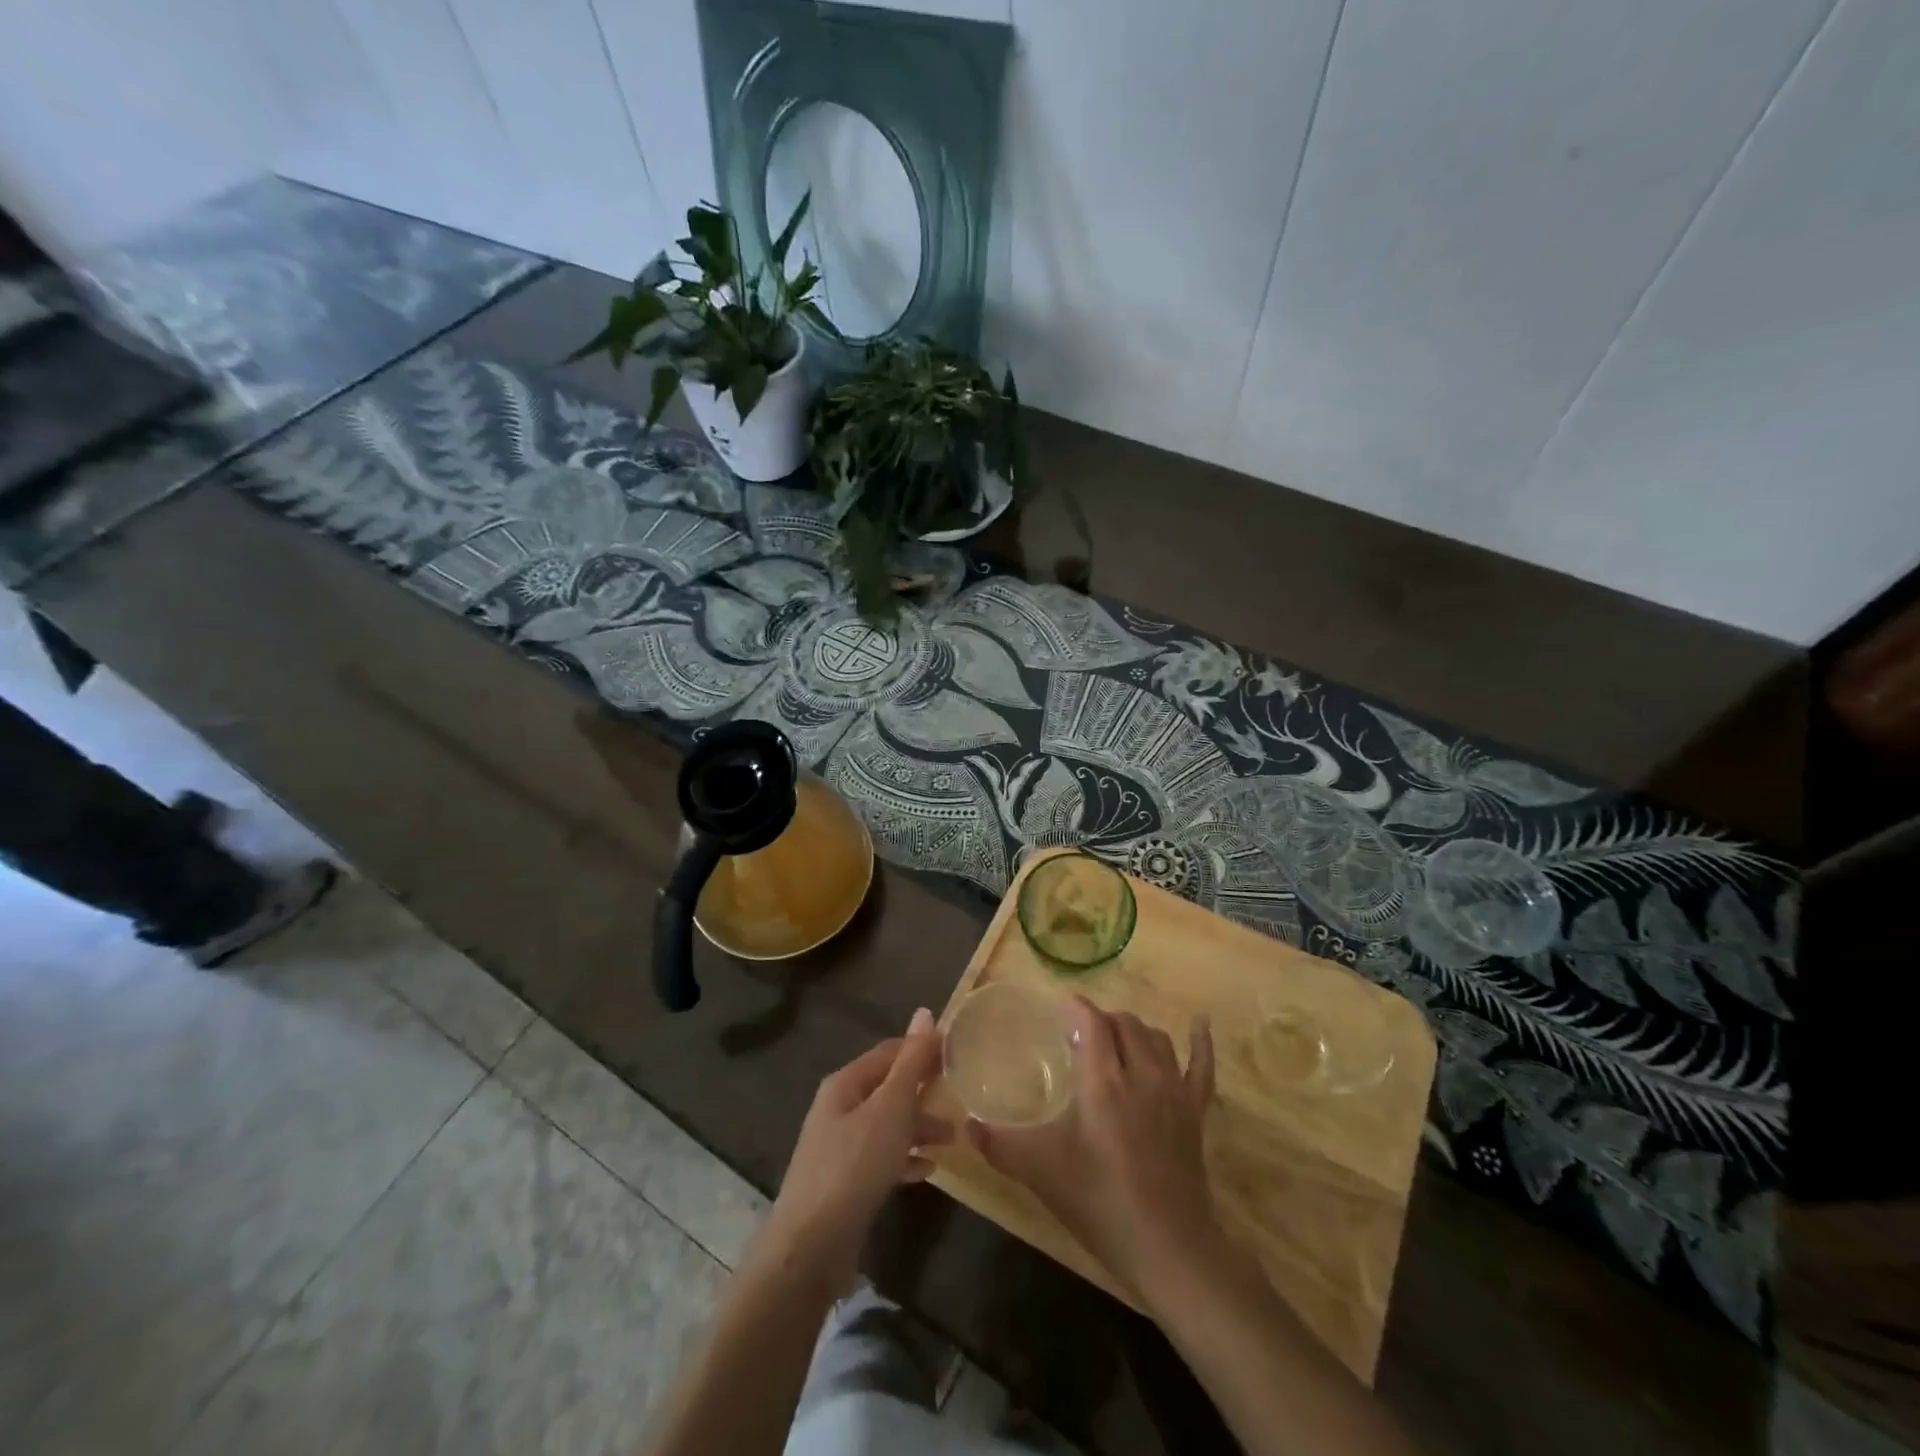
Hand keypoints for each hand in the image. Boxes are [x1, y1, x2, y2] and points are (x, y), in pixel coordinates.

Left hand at [760, 1008, 951, 1292]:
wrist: (810, 1247)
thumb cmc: (855, 1166)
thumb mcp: (891, 1108)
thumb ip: (911, 1063)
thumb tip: (924, 1012)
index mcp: (845, 1083)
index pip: (889, 1052)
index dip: (921, 1050)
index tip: (956, 1055)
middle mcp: (838, 1108)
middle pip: (888, 1089)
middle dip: (924, 1093)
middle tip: (960, 1100)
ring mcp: (838, 1147)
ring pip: (887, 1125)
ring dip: (918, 1127)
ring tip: (953, 1139)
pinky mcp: (843, 1183)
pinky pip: (881, 1159)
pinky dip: (904, 1158)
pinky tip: (927, 1170)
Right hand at [968, 997, 1217, 1300]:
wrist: (1169, 1249)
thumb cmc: (1100, 1203)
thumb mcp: (1041, 1173)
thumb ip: (1001, 1146)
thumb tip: (968, 1127)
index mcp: (1103, 1080)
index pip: (1091, 1021)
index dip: (1074, 1008)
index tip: (1057, 1010)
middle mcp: (1140, 1073)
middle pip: (1123, 1024)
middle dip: (1101, 1020)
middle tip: (1079, 1036)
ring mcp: (1173, 1090)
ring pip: (1155, 1038)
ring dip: (1134, 1030)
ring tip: (1115, 1039)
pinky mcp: (1195, 1112)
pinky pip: (1201, 1065)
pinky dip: (1200, 1041)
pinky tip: (1199, 1023)